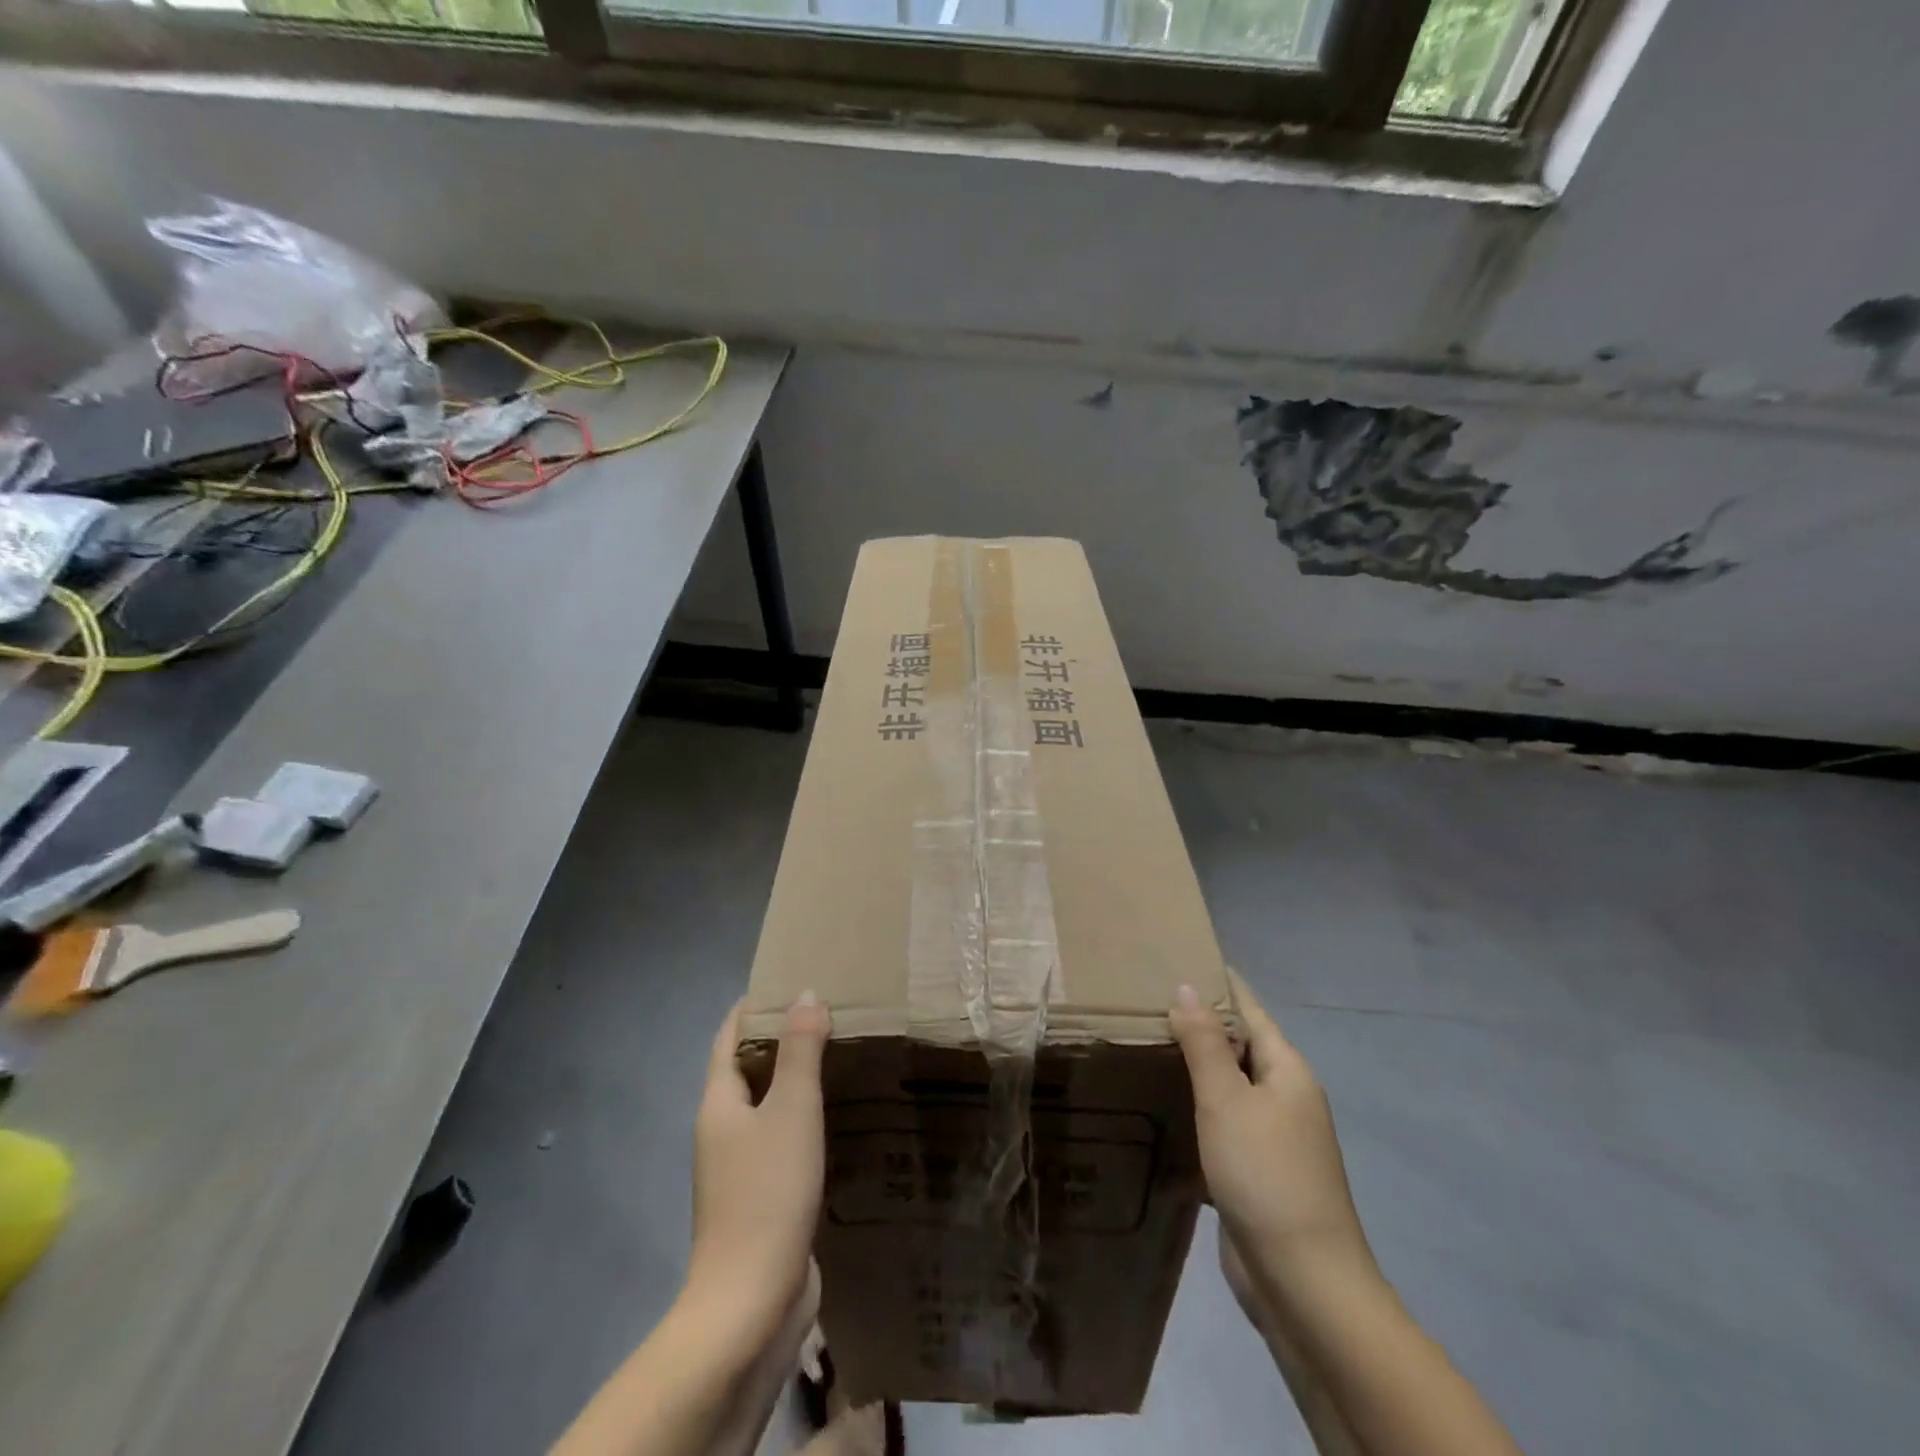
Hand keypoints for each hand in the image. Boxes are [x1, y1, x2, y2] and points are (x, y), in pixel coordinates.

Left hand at [687, 994, 830, 1341]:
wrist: (751, 1304)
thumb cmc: (767, 1193)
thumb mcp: (791, 1109)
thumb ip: (801, 1050)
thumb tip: (806, 993)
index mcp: (718, 1104)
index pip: (728, 1038)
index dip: (752, 1007)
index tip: (787, 981)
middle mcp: (722, 1132)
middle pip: (746, 1070)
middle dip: (780, 1040)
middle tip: (827, 1014)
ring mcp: (739, 1171)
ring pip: (767, 1109)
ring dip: (794, 1082)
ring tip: (839, 1058)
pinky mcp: (762, 1202)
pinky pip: (782, 1143)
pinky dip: (805, 1121)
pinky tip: (838, 1121)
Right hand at [1170, 976, 1372, 1298]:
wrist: (1305, 1285)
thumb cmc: (1266, 1176)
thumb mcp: (1227, 1101)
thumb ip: (1204, 1043)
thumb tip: (1186, 987)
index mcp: (1286, 1070)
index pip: (1248, 1008)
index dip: (1217, 981)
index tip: (1178, 954)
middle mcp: (1284, 1096)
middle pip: (1238, 1044)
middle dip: (1198, 1020)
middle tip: (1143, 996)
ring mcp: (1272, 1136)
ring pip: (1227, 1085)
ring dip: (1193, 1064)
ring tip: (1144, 1040)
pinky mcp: (1255, 1170)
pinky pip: (1221, 1121)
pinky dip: (1194, 1106)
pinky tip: (1160, 1103)